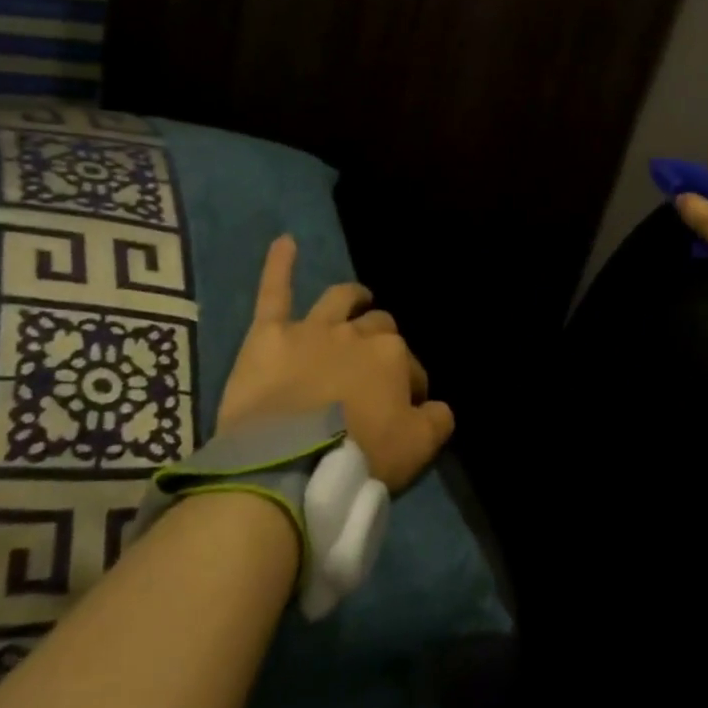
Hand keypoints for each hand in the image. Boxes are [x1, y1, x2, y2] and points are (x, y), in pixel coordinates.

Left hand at [217, 236, 454, 493]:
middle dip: (382, 341)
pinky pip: (274, 292)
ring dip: (353, 298)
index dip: (410, 385)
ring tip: (359, 298)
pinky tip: (284, 241)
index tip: (405, 407)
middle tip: (377, 367)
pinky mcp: (269, 336)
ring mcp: (312, 330)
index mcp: (392, 356)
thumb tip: (439, 406)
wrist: (286, 466)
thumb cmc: (357, 458)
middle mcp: (356, 333)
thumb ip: (437, 421)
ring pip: (339, 301)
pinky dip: (279, 265)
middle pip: (377, 328)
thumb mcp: (417, 449)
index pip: (410, 365)